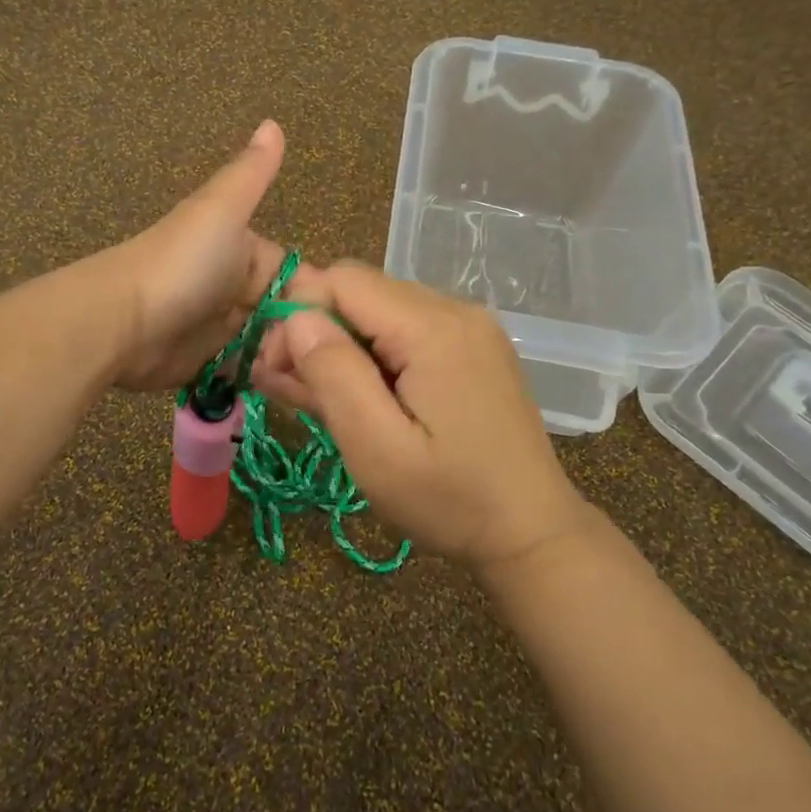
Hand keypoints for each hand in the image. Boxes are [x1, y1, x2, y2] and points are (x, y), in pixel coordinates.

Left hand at [100, 120, 306, 392]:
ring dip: (282, 361)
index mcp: (246, 253)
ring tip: (290, 379)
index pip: (298, 278)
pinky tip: (274, 390)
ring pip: (270, 347)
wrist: (119, 321)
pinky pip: (245, 372)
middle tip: (309, 362)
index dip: (316, 301)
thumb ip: (252, 173)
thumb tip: (274, 121)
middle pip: (287, 317)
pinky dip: (260, 380)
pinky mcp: (206, 364)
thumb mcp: (221, 209)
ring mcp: (221, 329)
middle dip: (299, 338)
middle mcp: (237, 290)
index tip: (333, 325)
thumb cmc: (180, 263)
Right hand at [252, 264, 593, 572]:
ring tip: (317, 398)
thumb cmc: (449, 499)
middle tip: (289, 387)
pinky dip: (375, 355)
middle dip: (316, 330)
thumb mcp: (377, 448)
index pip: (343, 280)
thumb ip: (334, 374)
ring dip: (343, 346)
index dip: (298, 314)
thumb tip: (296, 317)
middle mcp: (455, 310)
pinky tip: (361, 395)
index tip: (277, 368)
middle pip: (361, 291)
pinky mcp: (474, 348)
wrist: (533, 532)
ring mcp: (470, 328)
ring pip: (381, 311)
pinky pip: (409, 331)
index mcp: (432, 328)